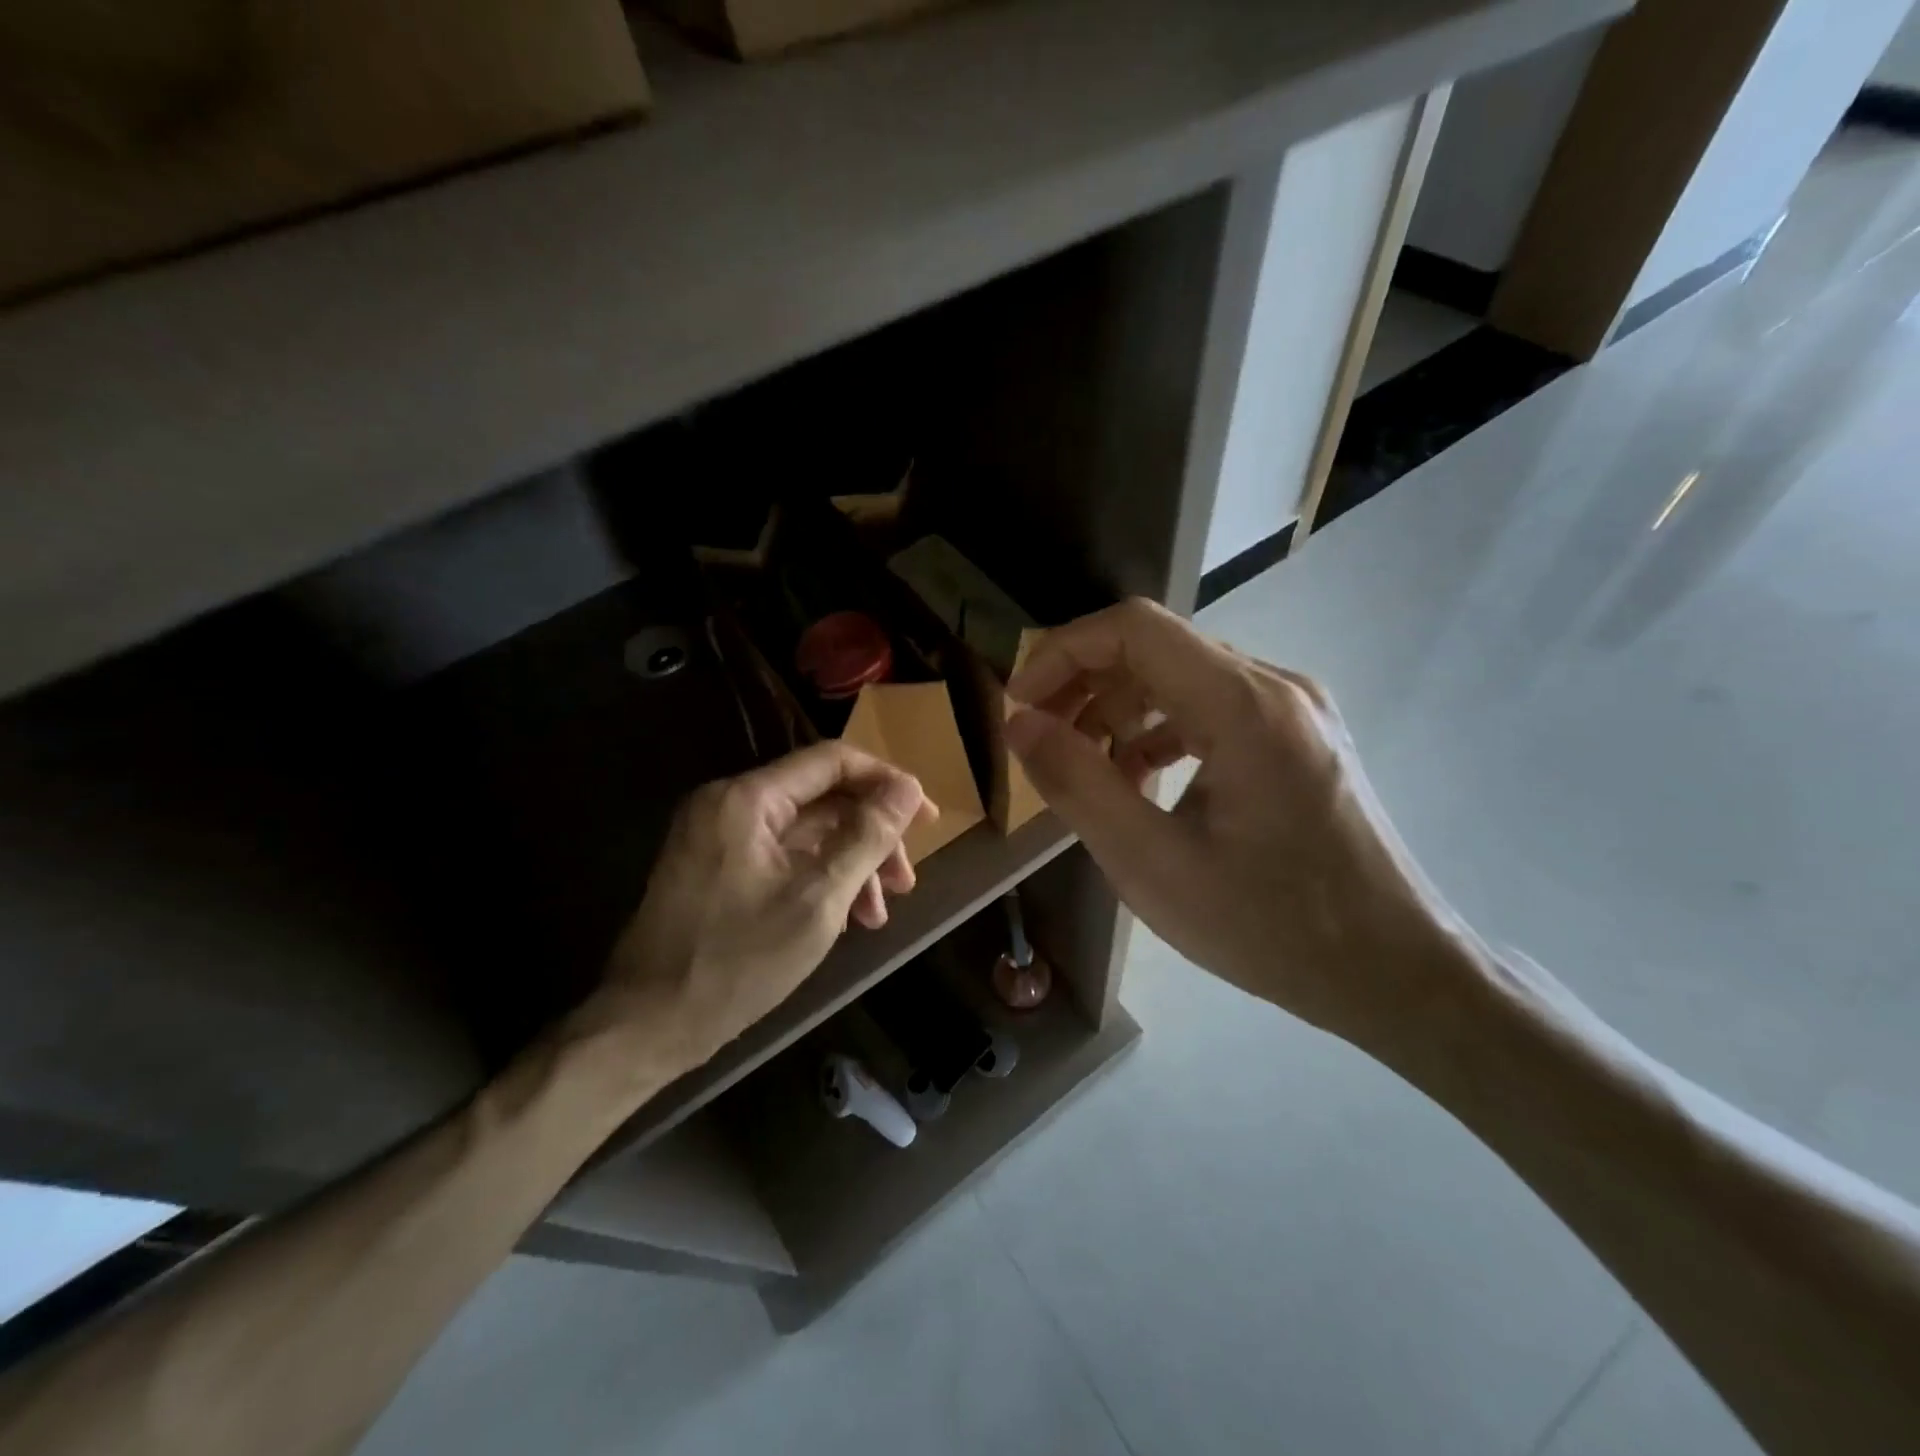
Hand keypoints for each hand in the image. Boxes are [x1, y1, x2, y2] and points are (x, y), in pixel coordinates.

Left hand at [593, 743, 929, 1068]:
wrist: (648, 1025)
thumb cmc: (737, 962)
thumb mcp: (818, 900)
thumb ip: (867, 837)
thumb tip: (909, 788)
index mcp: (748, 799)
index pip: (832, 761)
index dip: (886, 782)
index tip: (926, 818)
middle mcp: (731, 804)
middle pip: (822, 798)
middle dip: (871, 836)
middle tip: (907, 880)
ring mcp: (720, 836)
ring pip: (806, 832)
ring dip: (850, 863)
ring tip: (879, 913)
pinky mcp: (718, 867)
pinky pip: (783, 856)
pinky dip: (819, 878)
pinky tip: (845, 916)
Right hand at [1003, 599, 1467, 1061]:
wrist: (1395, 972)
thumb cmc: (1271, 927)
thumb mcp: (1152, 865)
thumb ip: (1078, 784)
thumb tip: (1020, 724)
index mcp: (1245, 706)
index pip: (1134, 628)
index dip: (1062, 653)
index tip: (1020, 705)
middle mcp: (1276, 687)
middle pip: (1157, 647)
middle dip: (1084, 683)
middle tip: (1040, 739)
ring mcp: (1295, 709)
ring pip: (1183, 676)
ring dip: (1120, 708)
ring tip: (1083, 765)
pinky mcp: (1299, 736)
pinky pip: (1212, 708)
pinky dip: (1160, 730)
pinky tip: (1138, 779)